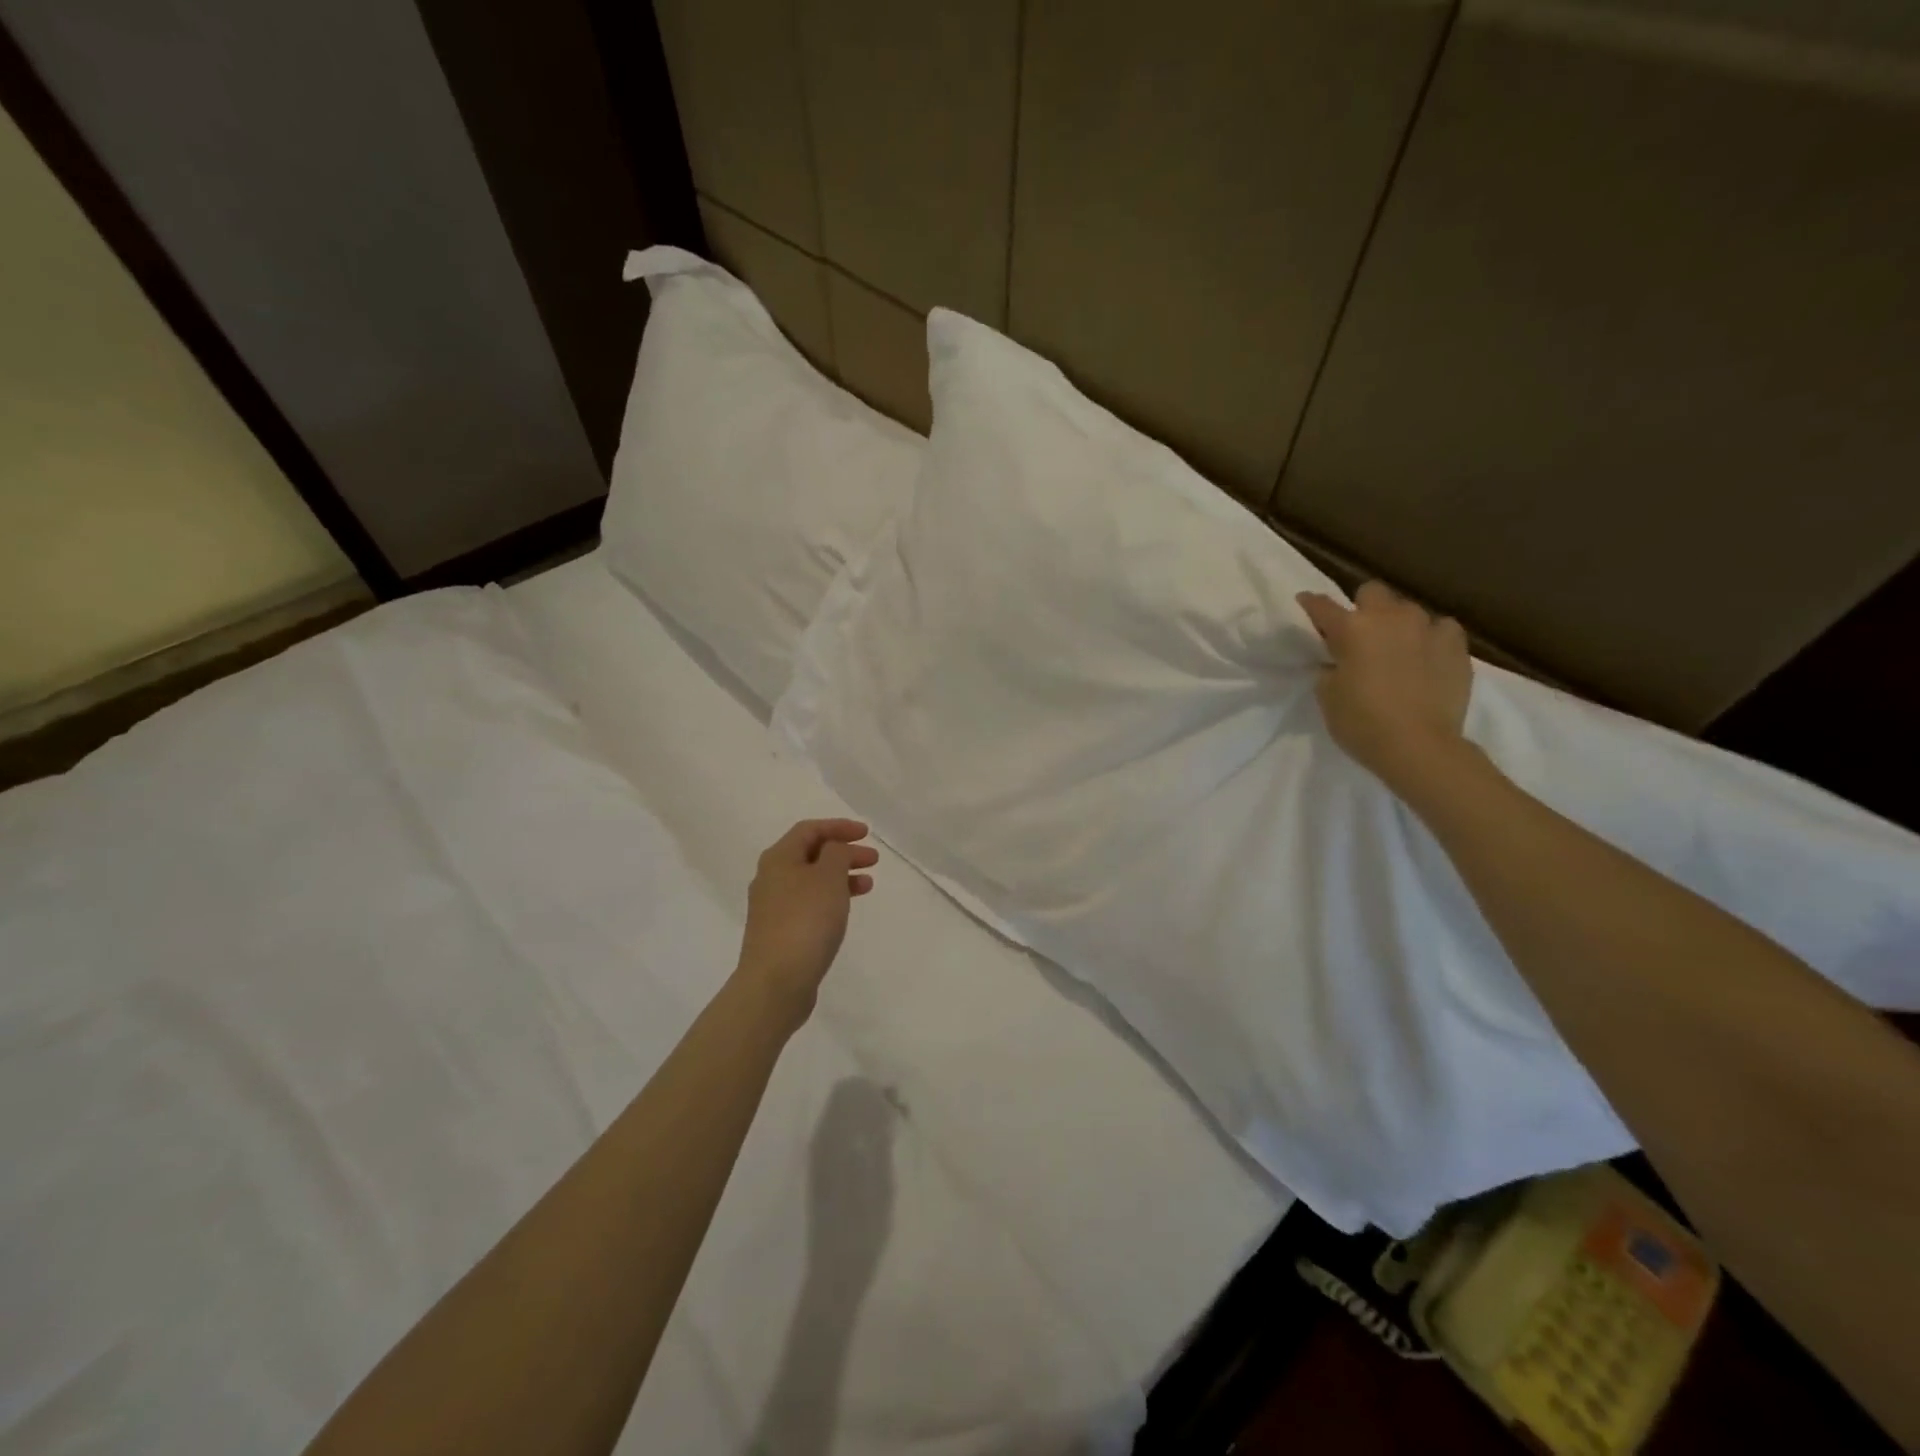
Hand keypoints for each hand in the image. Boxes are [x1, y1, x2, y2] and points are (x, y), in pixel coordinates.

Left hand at [736, 819, 877, 1021]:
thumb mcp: (828, 877)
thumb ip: (836, 853)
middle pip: (811, 854)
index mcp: (779, 858)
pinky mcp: (780, 932)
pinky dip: (831, 899)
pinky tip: (845, 910)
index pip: (810, 829)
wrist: (776, 982)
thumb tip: (834, 850)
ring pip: (812, 880)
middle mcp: (771, 878)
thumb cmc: (805, 921)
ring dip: (841, 877)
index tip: (867, 833)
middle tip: (873, 860)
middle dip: (843, 852)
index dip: (839, 827)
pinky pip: (809, 903)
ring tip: (868, 885)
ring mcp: (773, 907)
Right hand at [1296, 581, 1472, 794]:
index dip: (1311, 604)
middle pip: (1372, 591)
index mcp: (1351, 629)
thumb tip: (1337, 662)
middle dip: (1363, 606)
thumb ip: (1330, 669)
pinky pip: (1441, 628)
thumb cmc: (1361, 722)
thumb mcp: (1328, 696)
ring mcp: (1427, 628)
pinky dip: (1431, 637)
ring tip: (1397, 646)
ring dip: (1398, 622)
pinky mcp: (1456, 645)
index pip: (1322, 606)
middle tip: (1359, 631)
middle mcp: (1389, 618)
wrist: (1419, 746)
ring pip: (1408, 609)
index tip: (1305, 602)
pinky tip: (1427, 655)